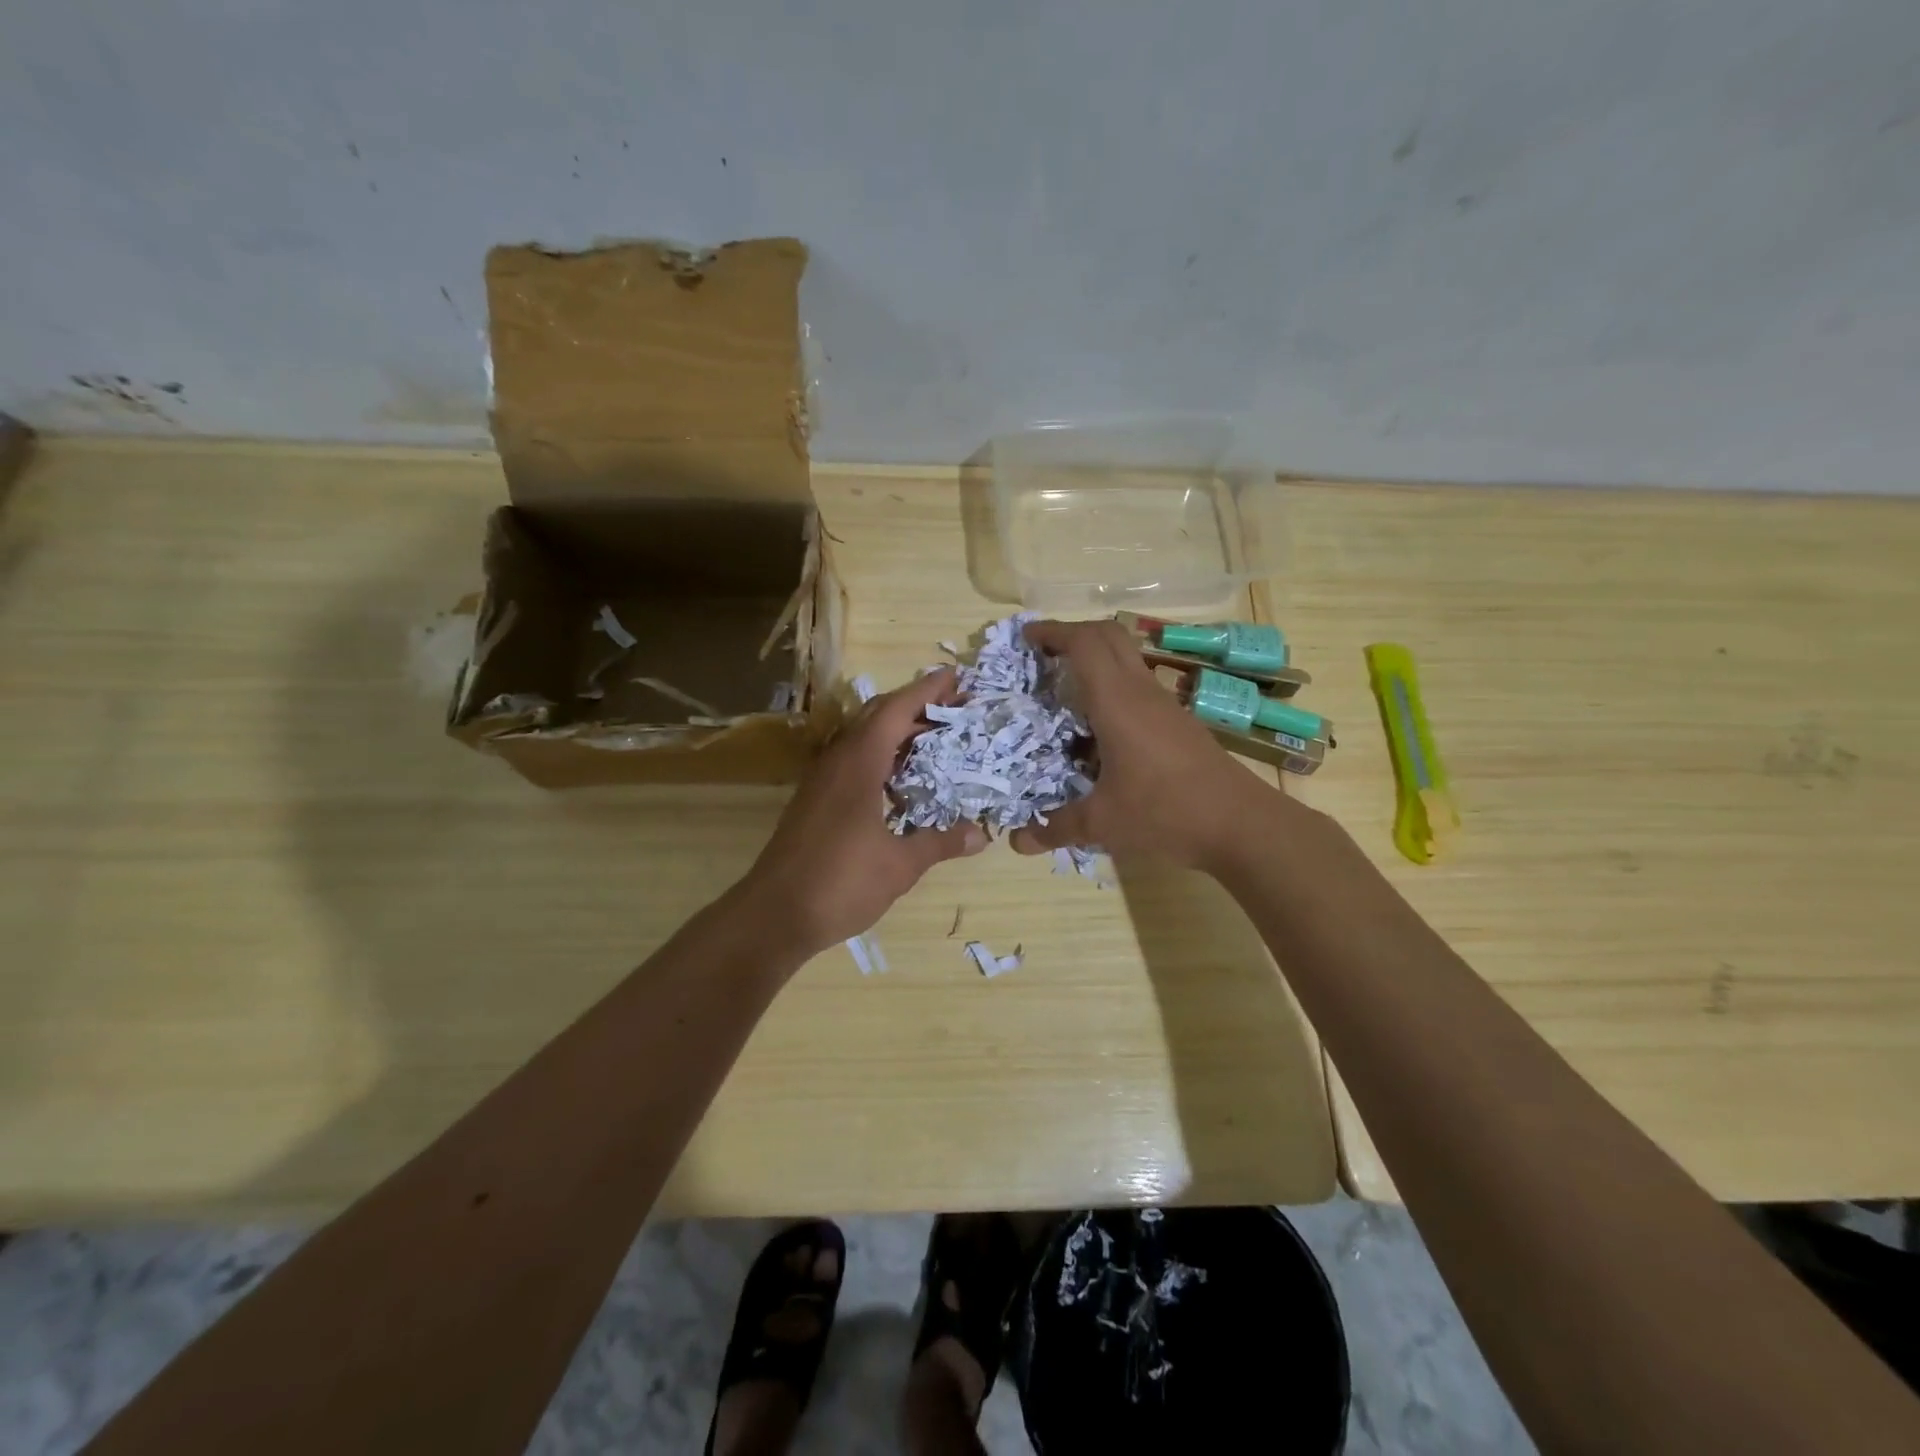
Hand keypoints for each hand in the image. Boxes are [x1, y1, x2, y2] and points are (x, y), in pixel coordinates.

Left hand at [738, 667, 986, 956]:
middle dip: (915, 707)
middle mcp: (837, 762)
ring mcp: (822, 781)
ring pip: (863, 739)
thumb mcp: (900, 864)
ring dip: (898, 733)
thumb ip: (939, 842)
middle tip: (955, 708)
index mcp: (858, 764)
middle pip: (877, 717)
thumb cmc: (840, 882)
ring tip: (936, 739)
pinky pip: (854, 762)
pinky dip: (882, 758)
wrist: (774, 915)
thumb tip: (980, 835)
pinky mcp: (815, 802)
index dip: (926, 690)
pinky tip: (902, 782)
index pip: (895, 710)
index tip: (956, 676)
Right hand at [1008, 618, 1276, 870]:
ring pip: (1127, 659)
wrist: (1240, 824)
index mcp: (1118, 702)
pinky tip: (1100, 726)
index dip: (1053, 631)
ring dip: (1096, 658)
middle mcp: (1142, 692)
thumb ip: (1057, 827)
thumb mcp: (1103, 823)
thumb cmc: (1166, 812)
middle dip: (1073, 633)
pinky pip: (1139, 685)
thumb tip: (1019, 842)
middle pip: (1109, 636)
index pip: (1084, 643)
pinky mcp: (1179, 722)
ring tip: (1065, 686)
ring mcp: (1165, 705)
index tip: (1025, 635)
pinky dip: (1112, 686)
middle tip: (1043, 652)